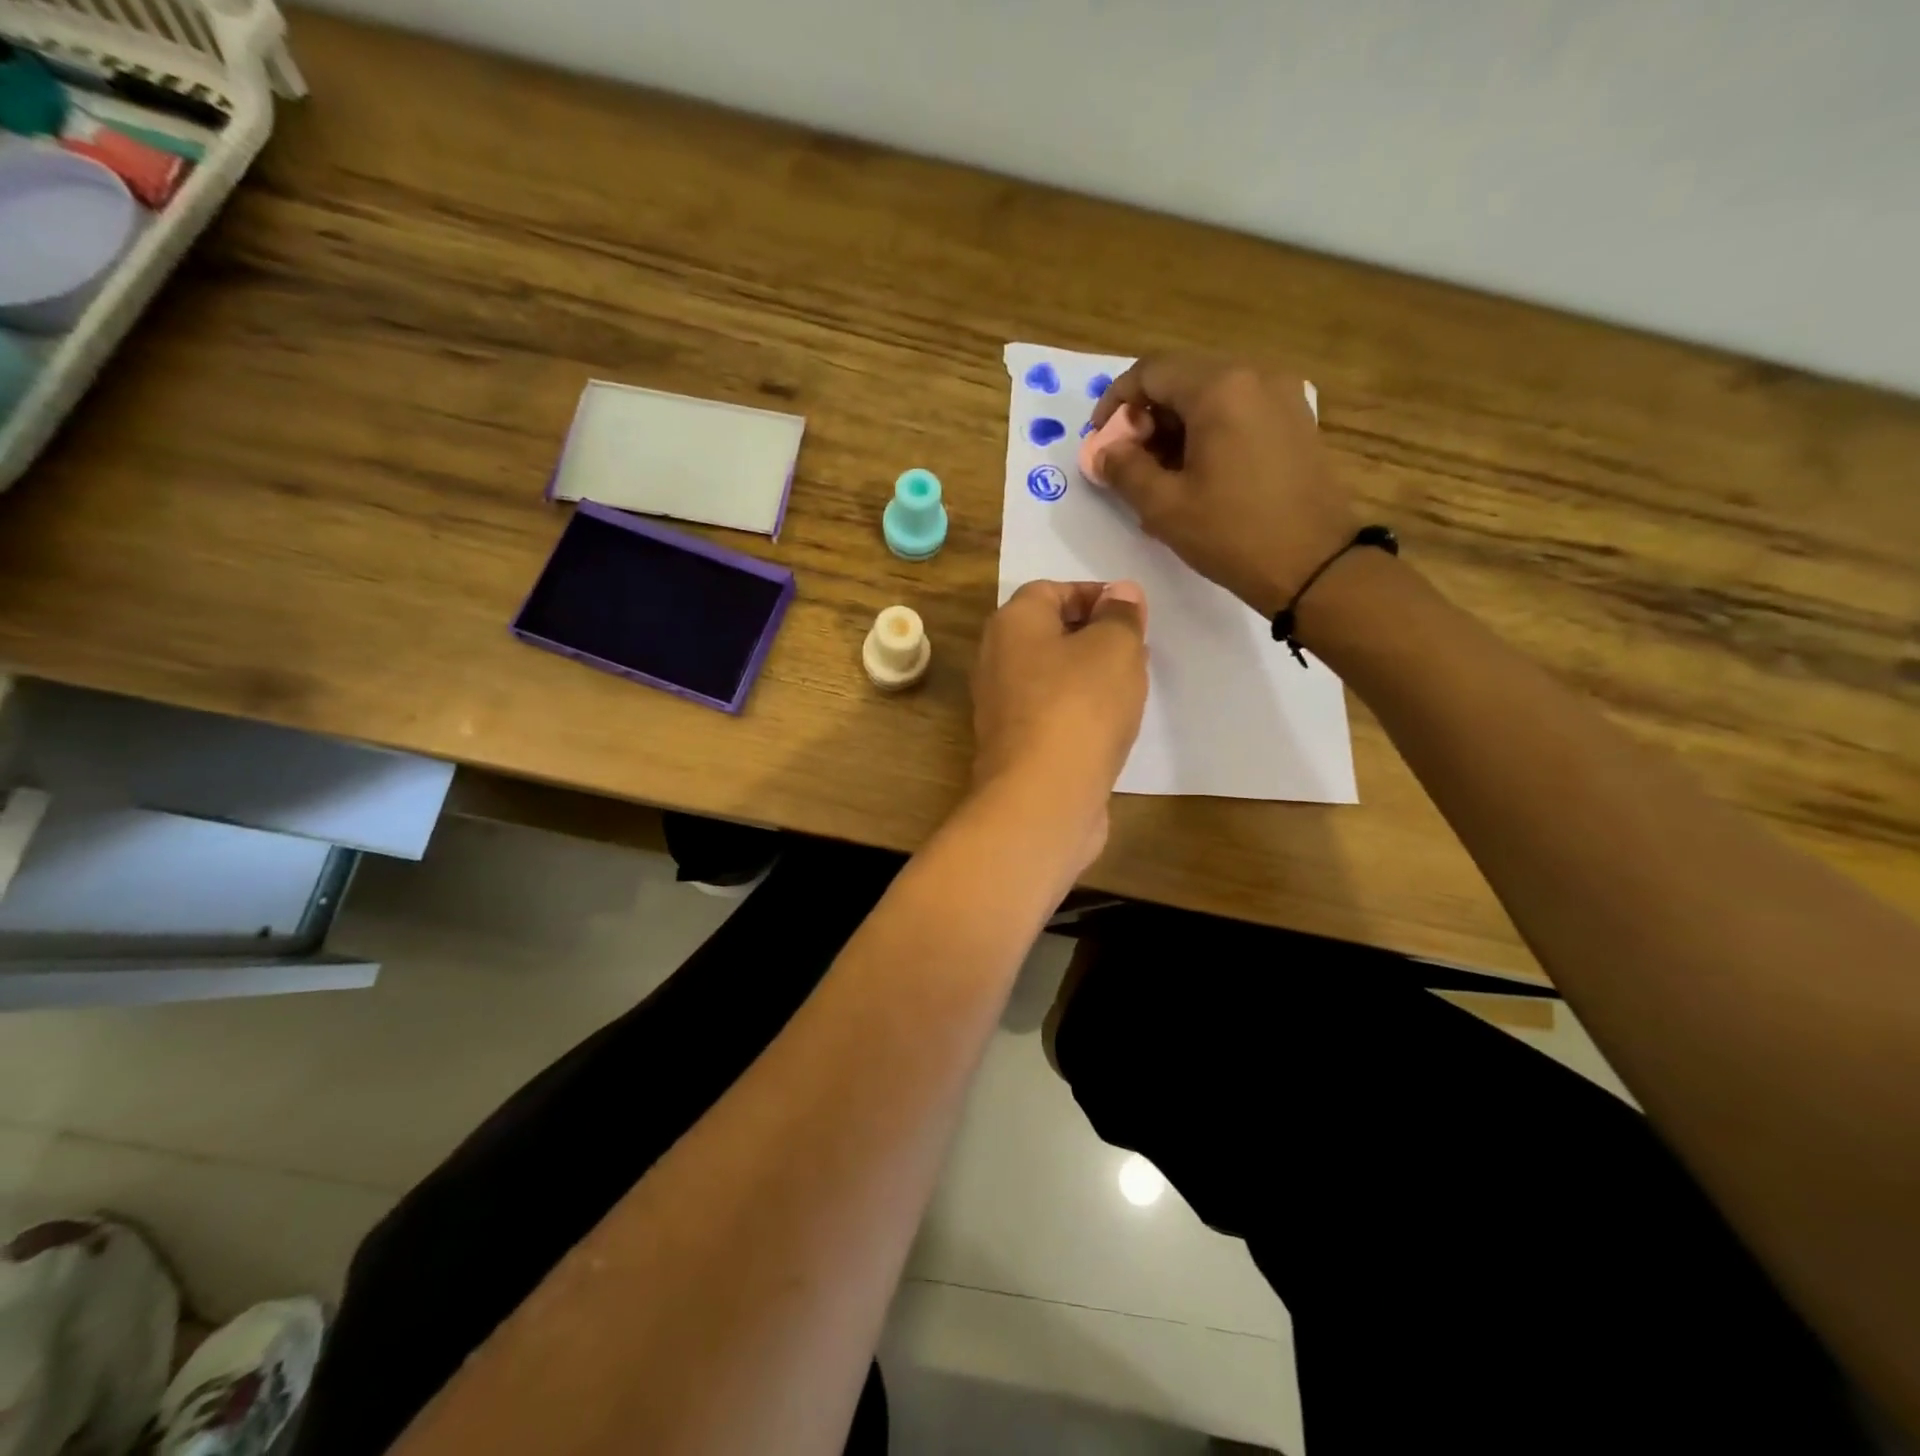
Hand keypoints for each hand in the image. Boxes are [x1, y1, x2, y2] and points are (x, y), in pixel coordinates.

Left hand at [970, 580, 1149, 869]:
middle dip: (1094, 635)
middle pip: (1048, 633)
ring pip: (1051, 675)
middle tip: (1136, 648)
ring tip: (1130, 685)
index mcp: (1012, 623)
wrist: (1042, 797)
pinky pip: (1051, 712)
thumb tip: (1119, 593)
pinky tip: (1109, 724)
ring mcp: (1001, 706)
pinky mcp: (1015, 745)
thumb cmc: (1080, 706)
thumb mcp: (1115, 647)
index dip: (1094, 595)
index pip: (1050, 590)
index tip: (1132, 613)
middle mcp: (996, 660)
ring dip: (1089, 675)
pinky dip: (1078, 710)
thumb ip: (1120, 615)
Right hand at [1090, 355, 1356, 617]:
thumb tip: (1102, 451)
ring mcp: (1282, 395)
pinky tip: (1197, 471)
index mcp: (1220, 388)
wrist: (1315, 565)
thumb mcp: (1164, 506)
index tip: (1099, 440)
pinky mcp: (1295, 419)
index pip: (1150, 372)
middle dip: (1145, 415)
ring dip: (1175, 424)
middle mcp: (1254, 375)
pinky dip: (1207, 429)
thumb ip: (1123, 469)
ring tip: (1158, 472)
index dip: (1115, 402)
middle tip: (1126, 460)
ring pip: (1211, 394)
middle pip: (1182, 378)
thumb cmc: (1233, 534)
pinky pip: (1238, 409)